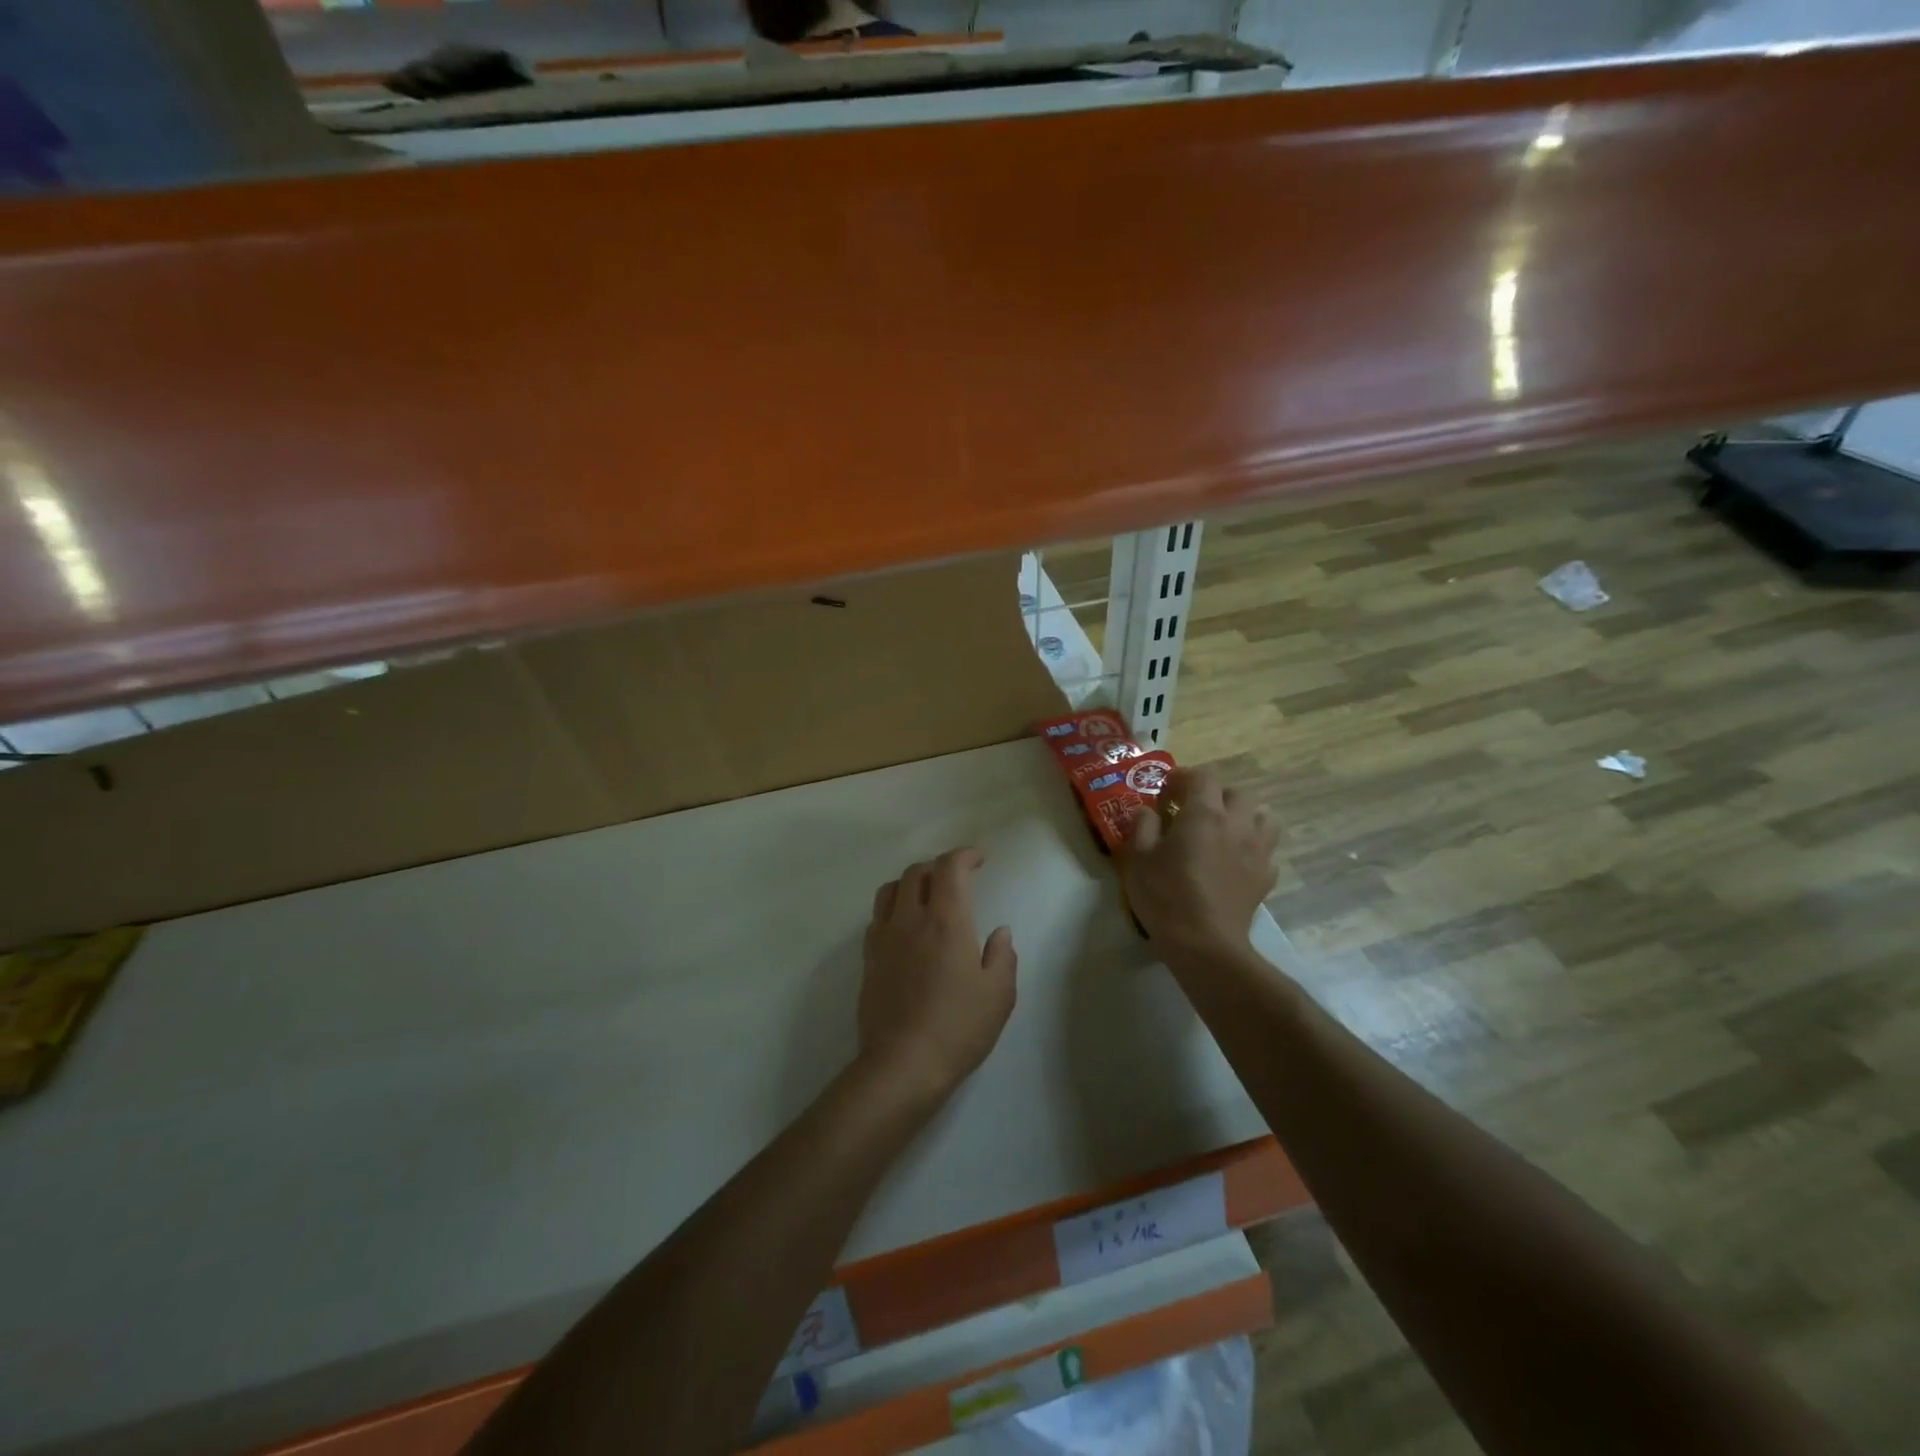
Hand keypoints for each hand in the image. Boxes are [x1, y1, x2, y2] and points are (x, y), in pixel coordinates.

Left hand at [858, 848, 1017, 1101]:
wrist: (902, 1064)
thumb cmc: (958, 1028)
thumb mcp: (998, 995)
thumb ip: (1002, 956)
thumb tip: (999, 932)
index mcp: (946, 921)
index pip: (950, 868)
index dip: (965, 855)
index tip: (979, 860)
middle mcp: (911, 919)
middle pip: (917, 872)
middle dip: (939, 867)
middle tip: (957, 880)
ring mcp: (884, 938)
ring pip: (891, 890)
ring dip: (911, 883)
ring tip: (927, 898)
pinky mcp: (868, 958)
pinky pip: (878, 917)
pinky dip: (894, 909)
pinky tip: (906, 929)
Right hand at [1122, 767, 1277, 959]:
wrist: (1205, 944)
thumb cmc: (1166, 895)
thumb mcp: (1138, 857)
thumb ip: (1143, 826)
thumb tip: (1148, 811)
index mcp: (1204, 813)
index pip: (1203, 776)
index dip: (1184, 777)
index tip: (1167, 792)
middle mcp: (1237, 824)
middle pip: (1237, 793)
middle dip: (1216, 796)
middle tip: (1193, 811)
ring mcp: (1258, 850)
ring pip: (1263, 818)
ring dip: (1244, 817)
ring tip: (1223, 831)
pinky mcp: (1266, 877)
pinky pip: (1266, 850)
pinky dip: (1253, 848)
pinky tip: (1235, 862)